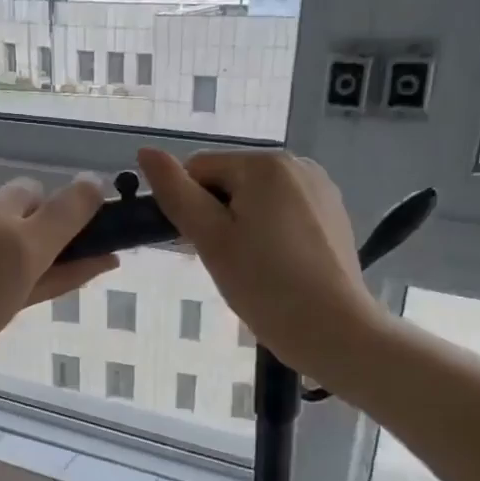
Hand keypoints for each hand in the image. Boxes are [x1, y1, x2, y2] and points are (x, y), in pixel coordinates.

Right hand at [138, 148, 379, 379]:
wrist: (333, 329)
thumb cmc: (264, 284)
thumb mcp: (210, 239)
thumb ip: (176, 193)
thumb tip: (146, 151)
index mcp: (264, 164)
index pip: (199, 169)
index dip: (189, 208)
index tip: (200, 248)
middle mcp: (297, 164)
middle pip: (231, 182)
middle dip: (218, 217)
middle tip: (227, 264)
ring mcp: (320, 189)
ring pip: (257, 200)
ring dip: (243, 227)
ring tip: (254, 270)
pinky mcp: (333, 215)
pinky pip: (285, 214)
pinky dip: (272, 236)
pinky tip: (279, 269)